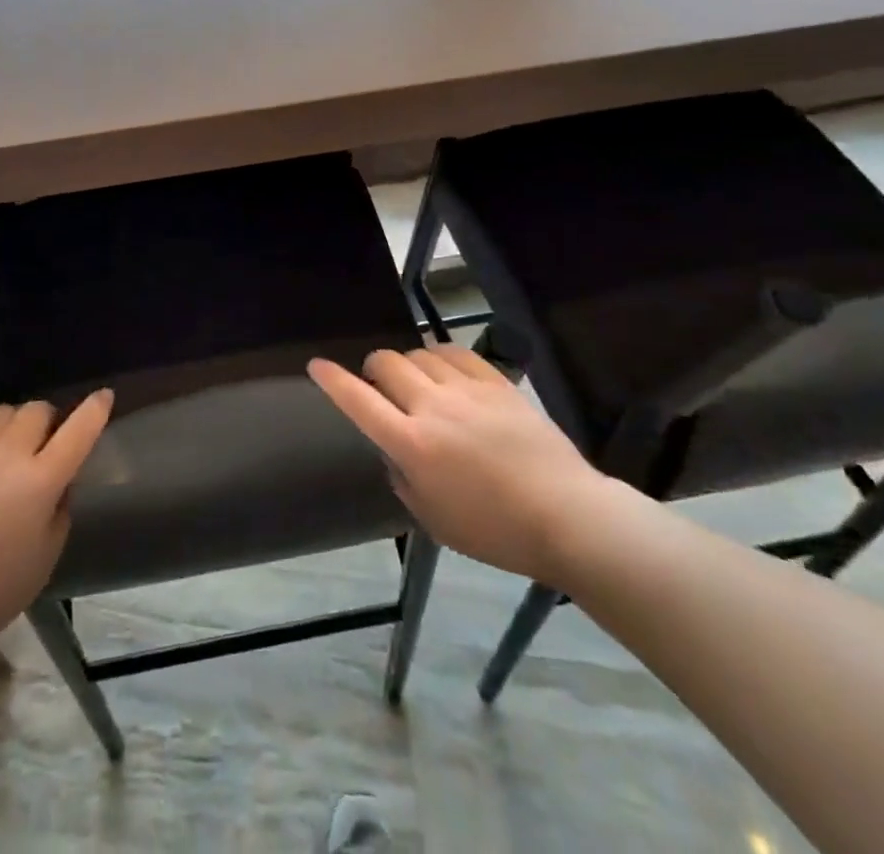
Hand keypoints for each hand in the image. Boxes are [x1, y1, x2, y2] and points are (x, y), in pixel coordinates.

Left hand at [0, 392, 112, 664]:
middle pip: (39, 410)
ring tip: (3, 452)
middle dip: (47, 423)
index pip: (79, 430)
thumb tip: (58, 485)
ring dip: (12, 426)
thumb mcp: (43, 561)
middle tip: (41, 449)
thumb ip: (59, 513)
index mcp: (41, 479)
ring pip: (3, 411)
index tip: (104, 396)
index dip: (95, 409)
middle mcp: (9, 451)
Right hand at [308, 345, 624, 581]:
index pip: (359, 401)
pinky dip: (441, 356)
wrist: (567, 516)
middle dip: (373, 369)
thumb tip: (394, 450)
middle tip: (379, 386)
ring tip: (417, 382)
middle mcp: (433, 407)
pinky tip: (445, 370)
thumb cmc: (495, 531)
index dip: (332, 380)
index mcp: (412, 444)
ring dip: (408, 364)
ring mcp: (467, 390)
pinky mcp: (496, 383)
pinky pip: (457, 352)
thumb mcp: (433, 519)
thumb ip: (403, 478)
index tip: (316, 365)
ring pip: (420, 353)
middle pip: (387, 364)